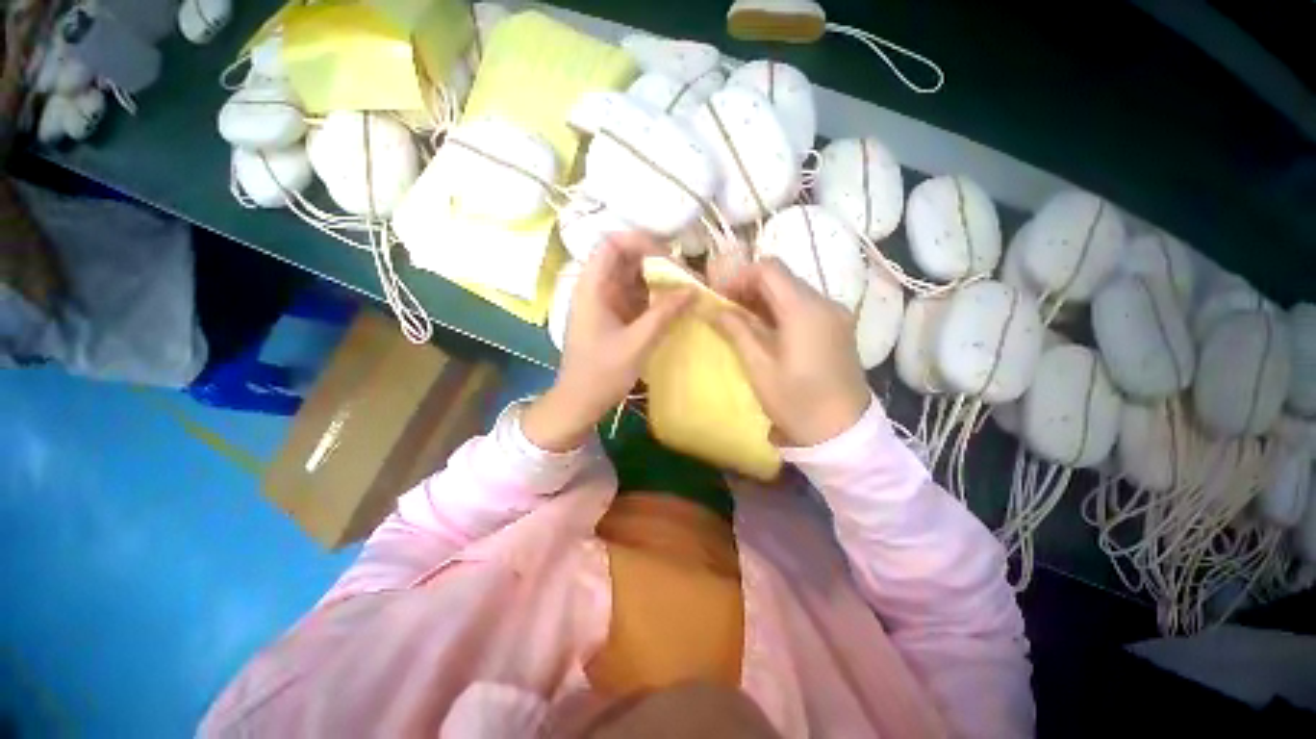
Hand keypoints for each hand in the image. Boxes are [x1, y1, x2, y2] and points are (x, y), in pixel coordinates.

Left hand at [523, 234, 693, 451]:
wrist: (580, 402)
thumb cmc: (601, 373)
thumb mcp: (637, 343)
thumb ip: (664, 313)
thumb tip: (693, 289)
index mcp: (592, 287)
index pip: (612, 243)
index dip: (641, 242)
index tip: (670, 257)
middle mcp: (596, 288)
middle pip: (626, 258)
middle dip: (657, 261)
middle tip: (685, 275)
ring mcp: (604, 302)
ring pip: (633, 277)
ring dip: (659, 280)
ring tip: (686, 289)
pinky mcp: (613, 315)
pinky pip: (635, 296)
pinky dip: (654, 297)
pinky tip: (674, 305)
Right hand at [711, 258, 871, 446]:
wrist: (843, 432)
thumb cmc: (796, 401)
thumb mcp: (759, 367)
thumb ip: (736, 330)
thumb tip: (711, 308)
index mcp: (804, 309)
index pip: (769, 269)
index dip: (739, 276)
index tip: (720, 297)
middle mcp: (825, 302)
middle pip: (782, 277)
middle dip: (750, 287)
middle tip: (727, 310)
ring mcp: (835, 314)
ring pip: (793, 290)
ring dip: (765, 298)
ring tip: (742, 321)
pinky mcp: (838, 327)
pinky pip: (805, 305)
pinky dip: (781, 309)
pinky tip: (767, 330)